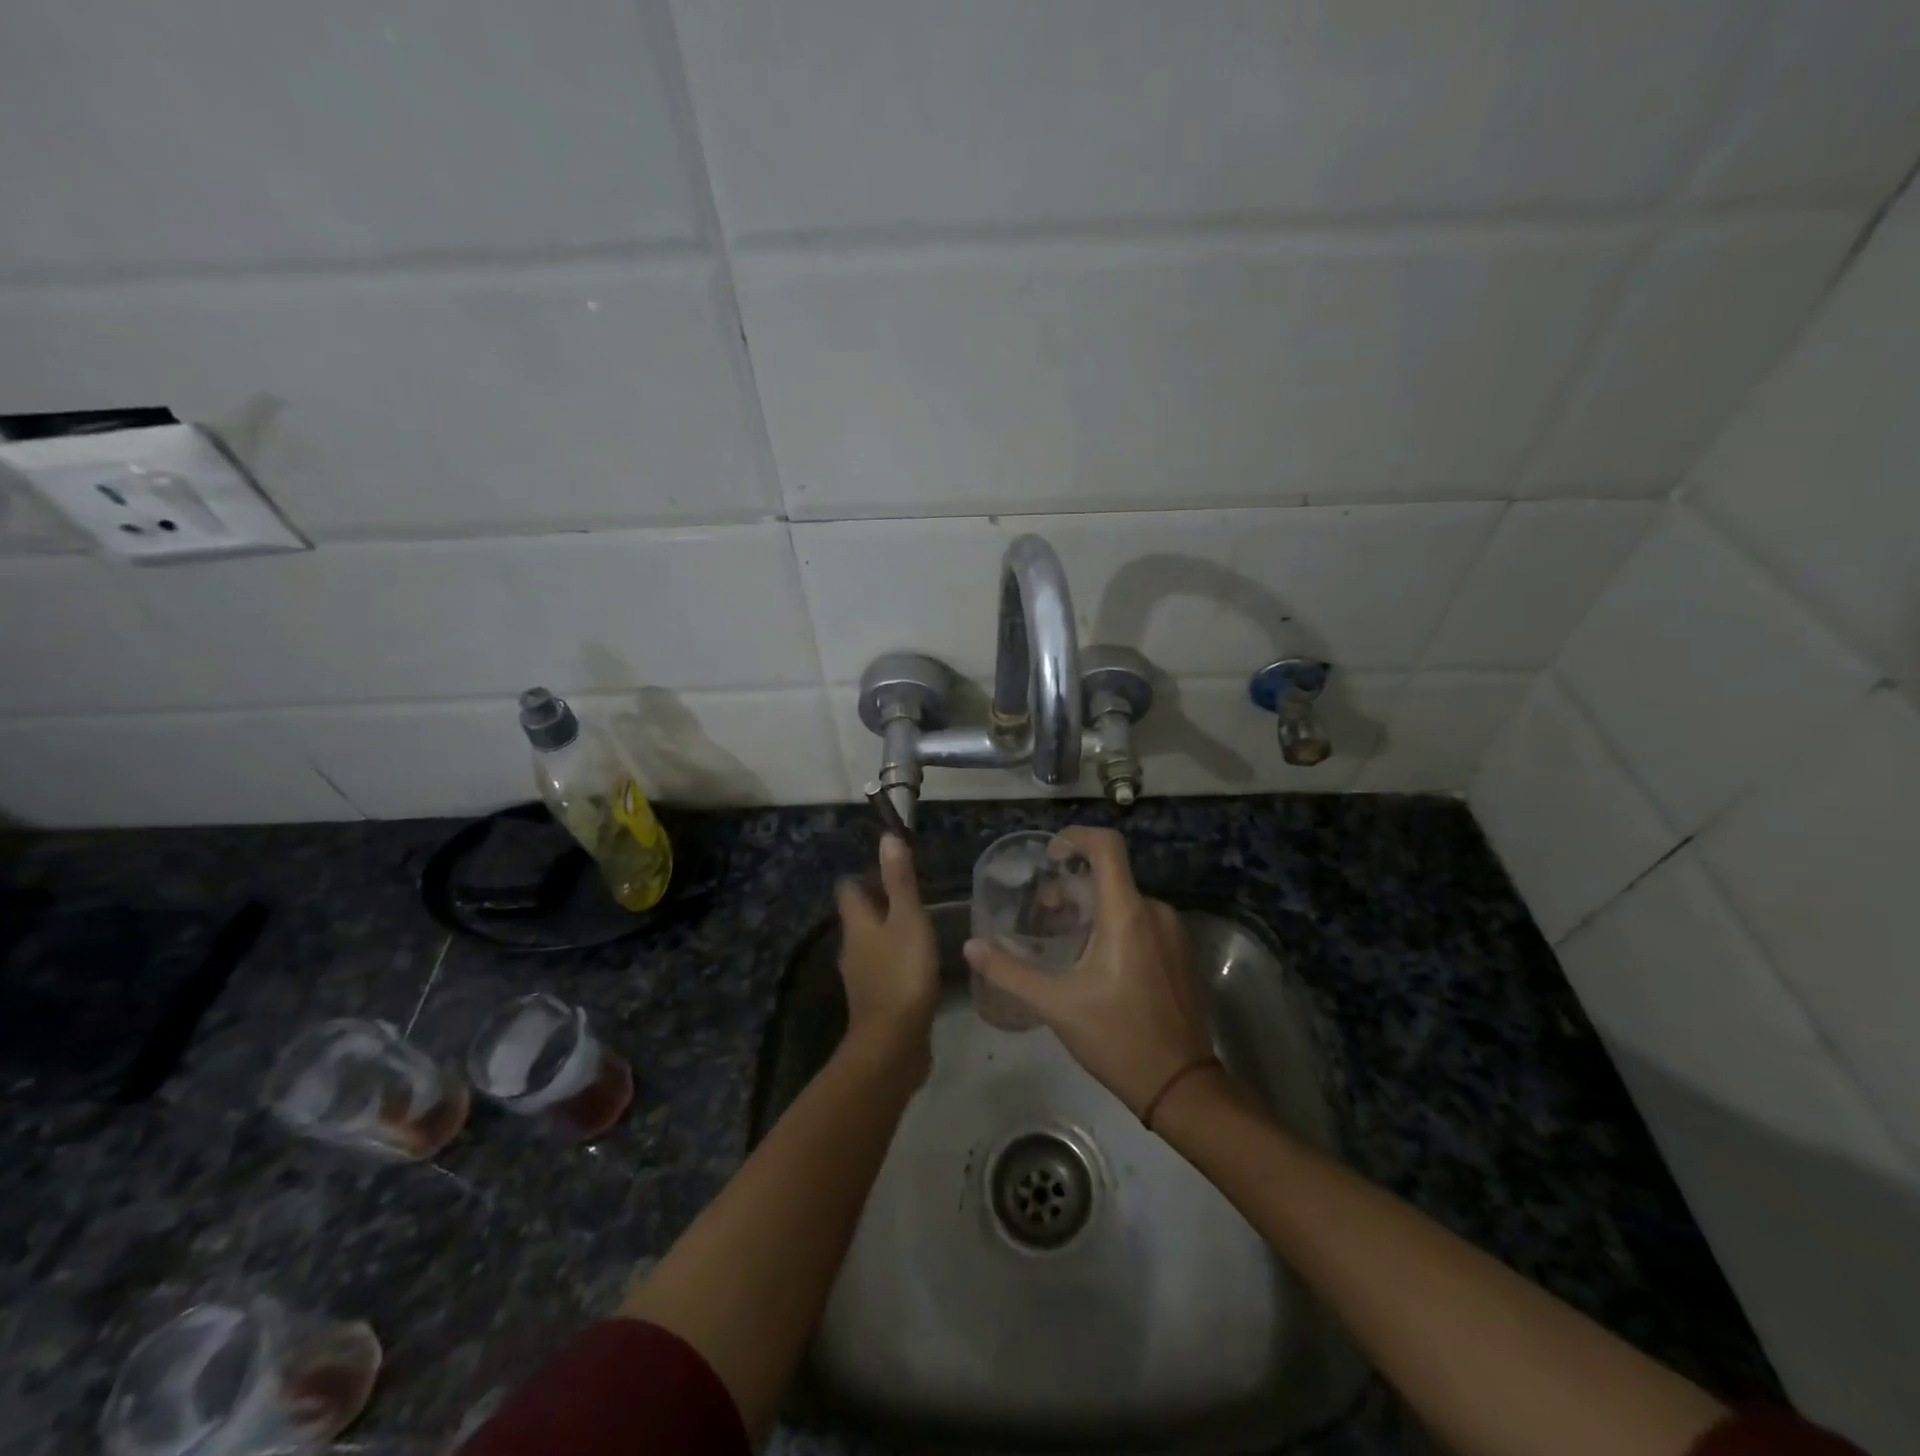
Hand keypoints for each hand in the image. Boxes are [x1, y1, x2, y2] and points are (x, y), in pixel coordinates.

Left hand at [835, 834, 939, 1076]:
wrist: (893, 1045)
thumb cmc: (902, 974)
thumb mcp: (908, 920)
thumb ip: (900, 881)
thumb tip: (887, 837)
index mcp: (857, 925)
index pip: (849, 889)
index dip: (865, 875)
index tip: (888, 866)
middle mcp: (852, 948)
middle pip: (859, 917)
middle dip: (879, 902)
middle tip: (910, 892)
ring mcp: (861, 977)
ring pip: (871, 943)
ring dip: (888, 932)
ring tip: (918, 924)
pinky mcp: (876, 1001)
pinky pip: (883, 969)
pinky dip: (896, 959)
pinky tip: (917, 963)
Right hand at [963, 826, 1214, 1119]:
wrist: (1181, 1085)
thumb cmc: (1117, 1038)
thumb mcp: (1056, 1005)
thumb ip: (1009, 972)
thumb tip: (970, 947)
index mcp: (1127, 913)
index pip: (1106, 845)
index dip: (1075, 837)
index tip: (1049, 858)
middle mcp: (1154, 911)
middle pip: (1108, 877)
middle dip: (1071, 889)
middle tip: (1042, 916)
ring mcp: (1172, 932)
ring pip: (1124, 901)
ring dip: (1090, 910)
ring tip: (1063, 942)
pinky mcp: (1179, 953)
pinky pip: (1141, 921)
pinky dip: (1113, 926)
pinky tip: (1093, 962)